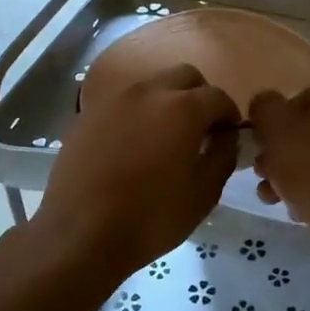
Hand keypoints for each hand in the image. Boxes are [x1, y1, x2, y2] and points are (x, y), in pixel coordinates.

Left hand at [33, 63, 239, 277]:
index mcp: (183, 108)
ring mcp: (115, 100)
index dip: (229, 115)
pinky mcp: (89, 114)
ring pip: (152, 85)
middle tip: (200, 128)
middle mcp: (149, 91)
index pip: (218, 97)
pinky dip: (138, 114)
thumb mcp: (203, 194)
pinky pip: (123, 102)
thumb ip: (223, 156)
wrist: (80, 233)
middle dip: (199, 96)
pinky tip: (133, 145)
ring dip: (167, 101)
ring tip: (165, 136)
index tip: (228, 136)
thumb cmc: (151, 217)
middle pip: (185, 76)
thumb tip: (226, 136)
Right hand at [248, 77, 309, 254]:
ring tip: (277, 200)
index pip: (298, 98)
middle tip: (265, 178)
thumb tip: (265, 103)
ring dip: (298, 174)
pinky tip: (304, 211)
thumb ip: (264, 108)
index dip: (273, 125)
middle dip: (284, 154)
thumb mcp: (277, 131)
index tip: (261, 151)